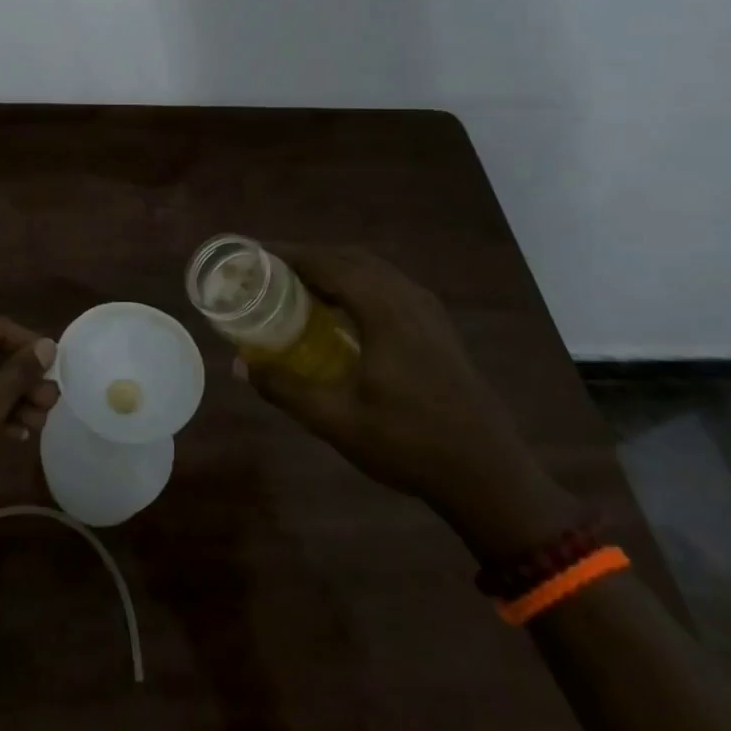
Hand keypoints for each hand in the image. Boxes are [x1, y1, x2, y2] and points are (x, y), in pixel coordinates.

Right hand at [237, 246, 570, 547]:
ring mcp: (427, 310)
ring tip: (297, 284)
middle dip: (307, 257)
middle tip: (268, 270)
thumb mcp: (336, 421)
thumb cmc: (410, 444)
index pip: (328, 263)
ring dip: (332, 268)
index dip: (288, 254)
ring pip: (372, 269)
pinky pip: (387, 284)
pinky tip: (340, 309)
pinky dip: (355, 282)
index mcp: (385, 311)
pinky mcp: (436, 325)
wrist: (490, 476)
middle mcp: (408, 298)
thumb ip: (285, 388)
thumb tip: (240, 365)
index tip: (253, 254)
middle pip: (349, 257)